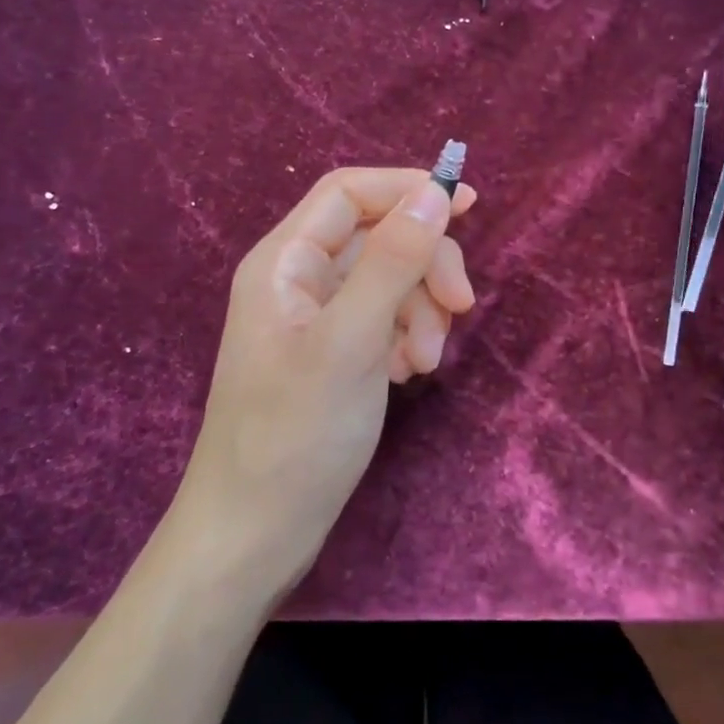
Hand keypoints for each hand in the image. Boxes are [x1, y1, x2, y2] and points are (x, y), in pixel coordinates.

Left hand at [174, 166, 476, 593]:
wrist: (254, 535)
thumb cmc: (294, 434)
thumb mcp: (351, 341)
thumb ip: (393, 261)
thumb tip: (435, 192)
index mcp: (284, 262)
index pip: (349, 193)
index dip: (407, 189)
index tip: (468, 207)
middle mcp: (297, 281)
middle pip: (377, 238)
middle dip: (424, 266)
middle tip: (461, 307)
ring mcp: (316, 322)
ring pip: (387, 282)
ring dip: (421, 310)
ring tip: (426, 362)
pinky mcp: (334, 357)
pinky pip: (383, 322)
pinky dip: (406, 338)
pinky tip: (407, 375)